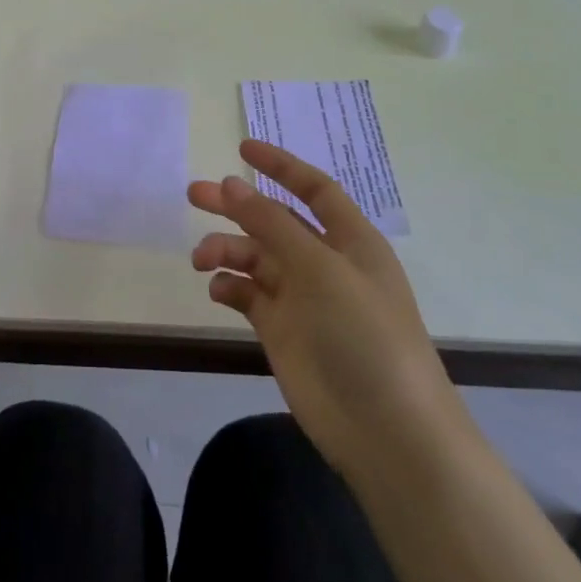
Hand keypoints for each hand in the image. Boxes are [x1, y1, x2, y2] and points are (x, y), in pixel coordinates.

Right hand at [188, 139, 453, 475]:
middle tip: (193, 194)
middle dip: (235, 205)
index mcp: (350, 240)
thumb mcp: (320, 269)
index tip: (241, 150)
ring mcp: (302, 298)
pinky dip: (229, 286)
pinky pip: (247, 294)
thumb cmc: (365, 336)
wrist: (387, 432)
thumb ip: (271, 224)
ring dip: (225, 249)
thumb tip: (230, 183)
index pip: (314, 189)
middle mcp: (324, 263)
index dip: (280, 166)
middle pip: (274, 220)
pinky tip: (217, 290)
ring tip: (200, 258)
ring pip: (254, 257)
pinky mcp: (281, 330)